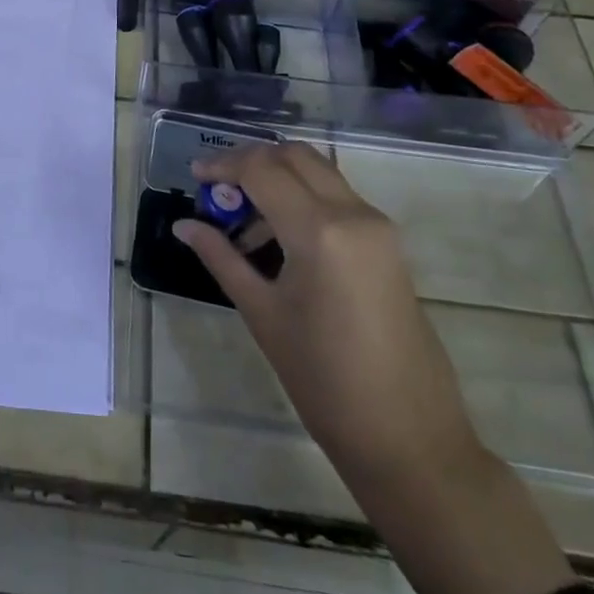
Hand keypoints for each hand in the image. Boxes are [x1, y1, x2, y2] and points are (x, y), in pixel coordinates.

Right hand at [175, 141, 477, 477]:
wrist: (408, 437)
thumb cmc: (324, 380)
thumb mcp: (262, 314)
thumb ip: (221, 258)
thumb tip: (184, 225)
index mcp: (319, 230)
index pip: (262, 168)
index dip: (223, 165)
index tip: (194, 177)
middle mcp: (354, 213)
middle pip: (294, 156)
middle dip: (251, 161)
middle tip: (219, 189)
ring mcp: (377, 226)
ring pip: (318, 172)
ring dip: (278, 178)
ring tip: (245, 222)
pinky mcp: (388, 243)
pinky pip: (337, 198)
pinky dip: (303, 198)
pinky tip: (279, 238)